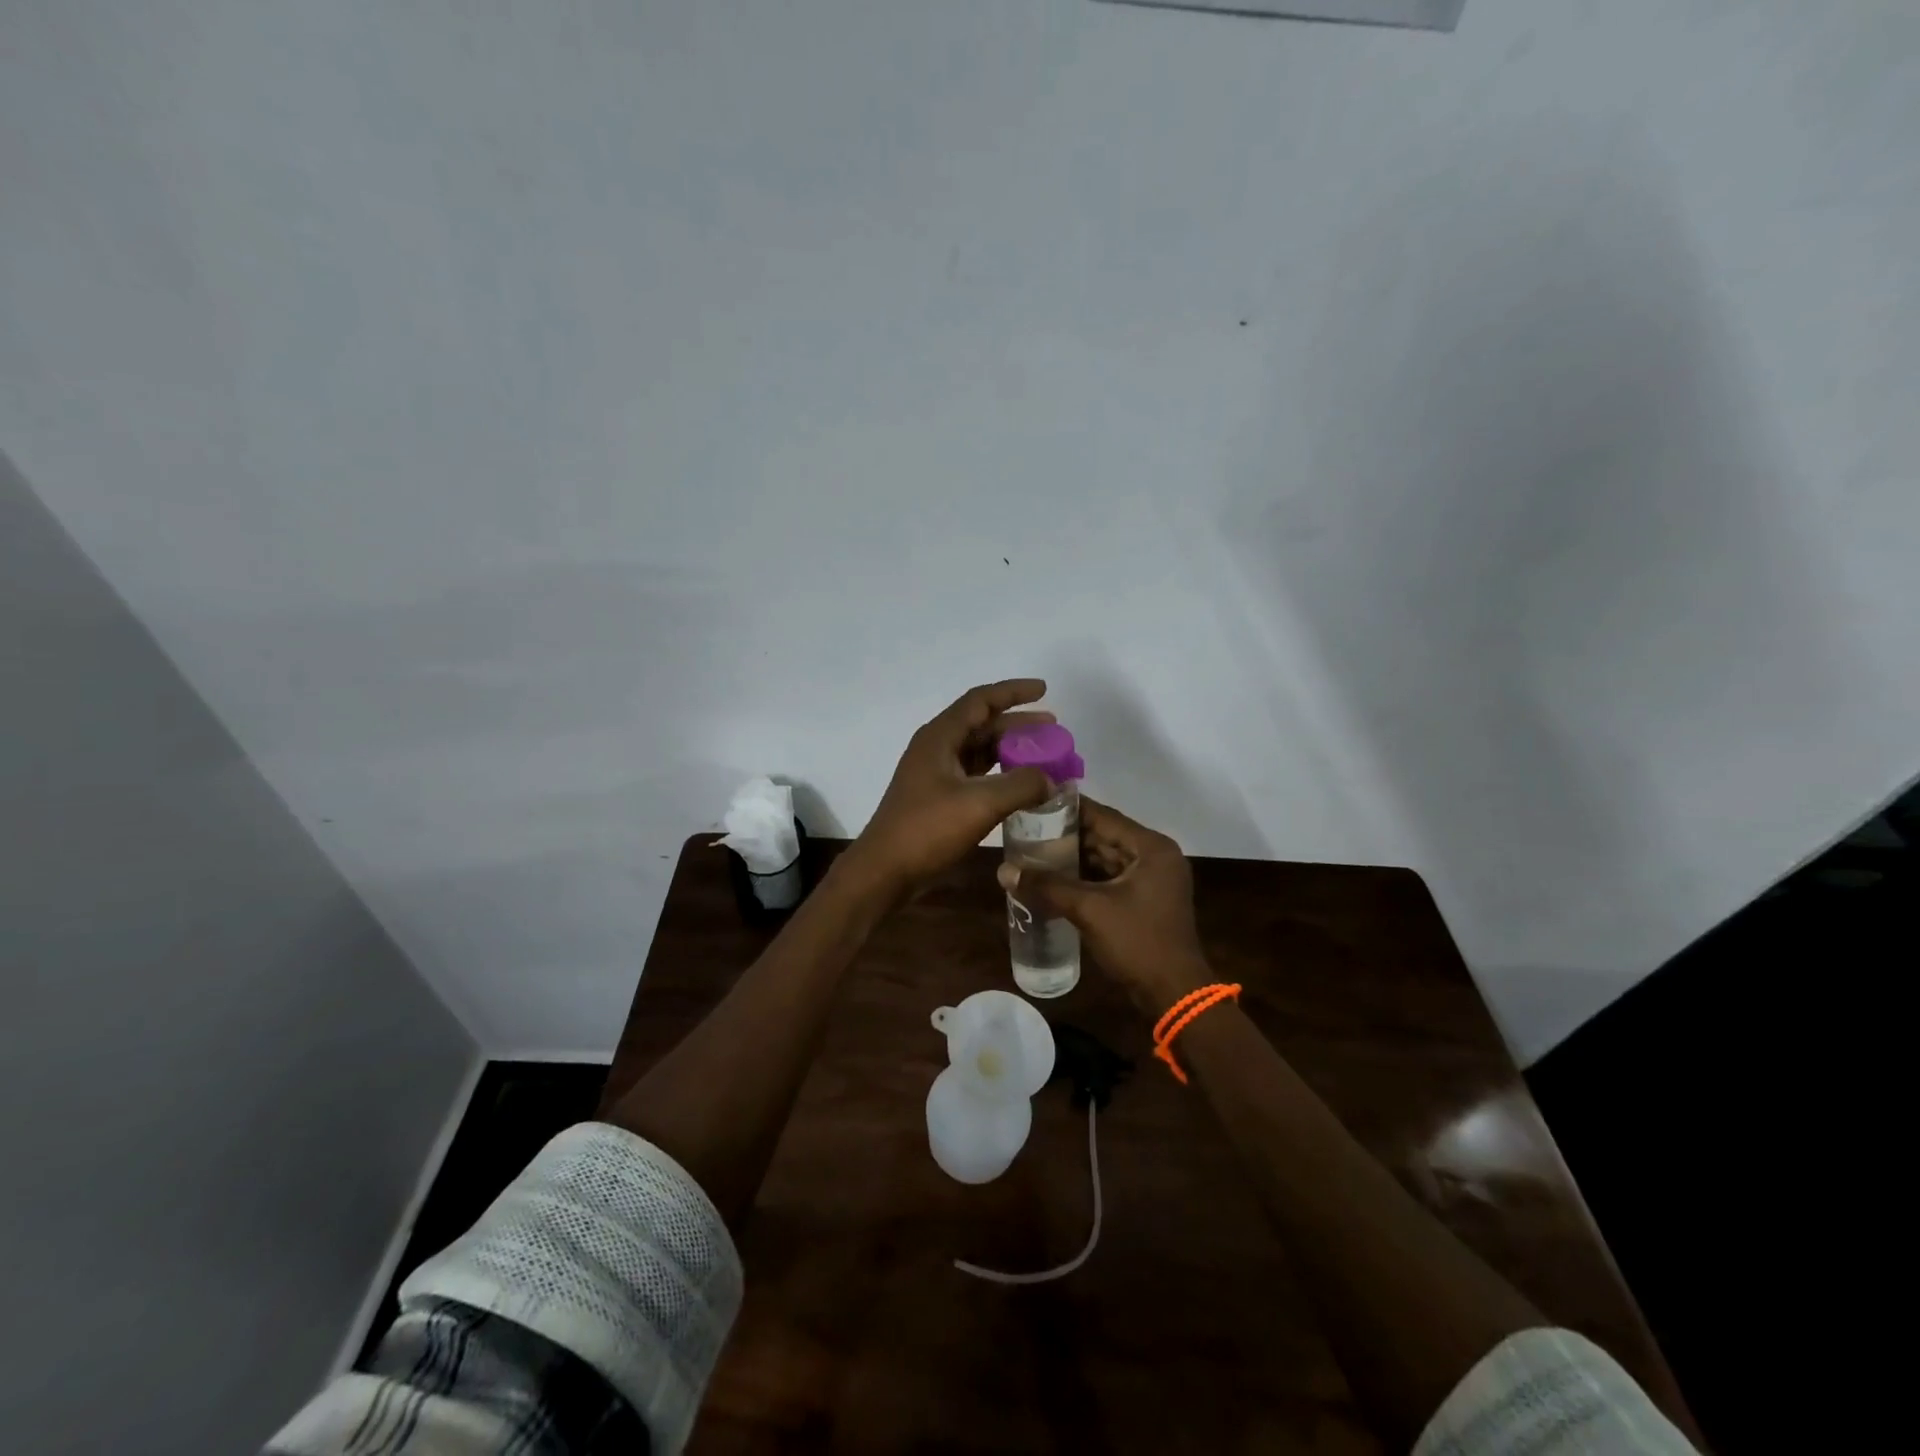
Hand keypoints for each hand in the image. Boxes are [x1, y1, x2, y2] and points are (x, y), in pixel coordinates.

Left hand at [841, 680, 1056, 901]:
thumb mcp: (980, 803)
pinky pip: (975, 774)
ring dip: (1010, 750)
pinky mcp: (938, 797)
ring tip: (1043, 756)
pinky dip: (1000, 774)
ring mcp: (935, 773)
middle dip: (1018, 724)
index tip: (1044, 689)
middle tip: (1053, 730)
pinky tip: (1020, 785)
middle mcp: (936, 748)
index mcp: (940, 737)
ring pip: (979, 750)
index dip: (1013, 692)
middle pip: (982, 724)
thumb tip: (1051, 779)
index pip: (980, 701)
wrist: (885, 870)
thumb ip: (1021, 785)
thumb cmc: (927, 829)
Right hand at [996, 797, 1210, 1016]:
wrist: (1174, 995)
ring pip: (1105, 859)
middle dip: (1066, 836)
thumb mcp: (1089, 910)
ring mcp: (1152, 880)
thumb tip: (1004, 871)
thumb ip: (1047, 886)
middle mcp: (1155, 856)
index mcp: (1151, 847)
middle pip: (1104, 836)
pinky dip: (1085, 879)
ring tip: (1033, 852)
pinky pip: (1109, 879)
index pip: (1103, 816)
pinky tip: (1053, 880)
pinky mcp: (1145, 900)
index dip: (1067, 809)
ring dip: (1073, 858)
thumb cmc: (1137, 942)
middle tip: (1026, 829)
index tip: (1034, 801)